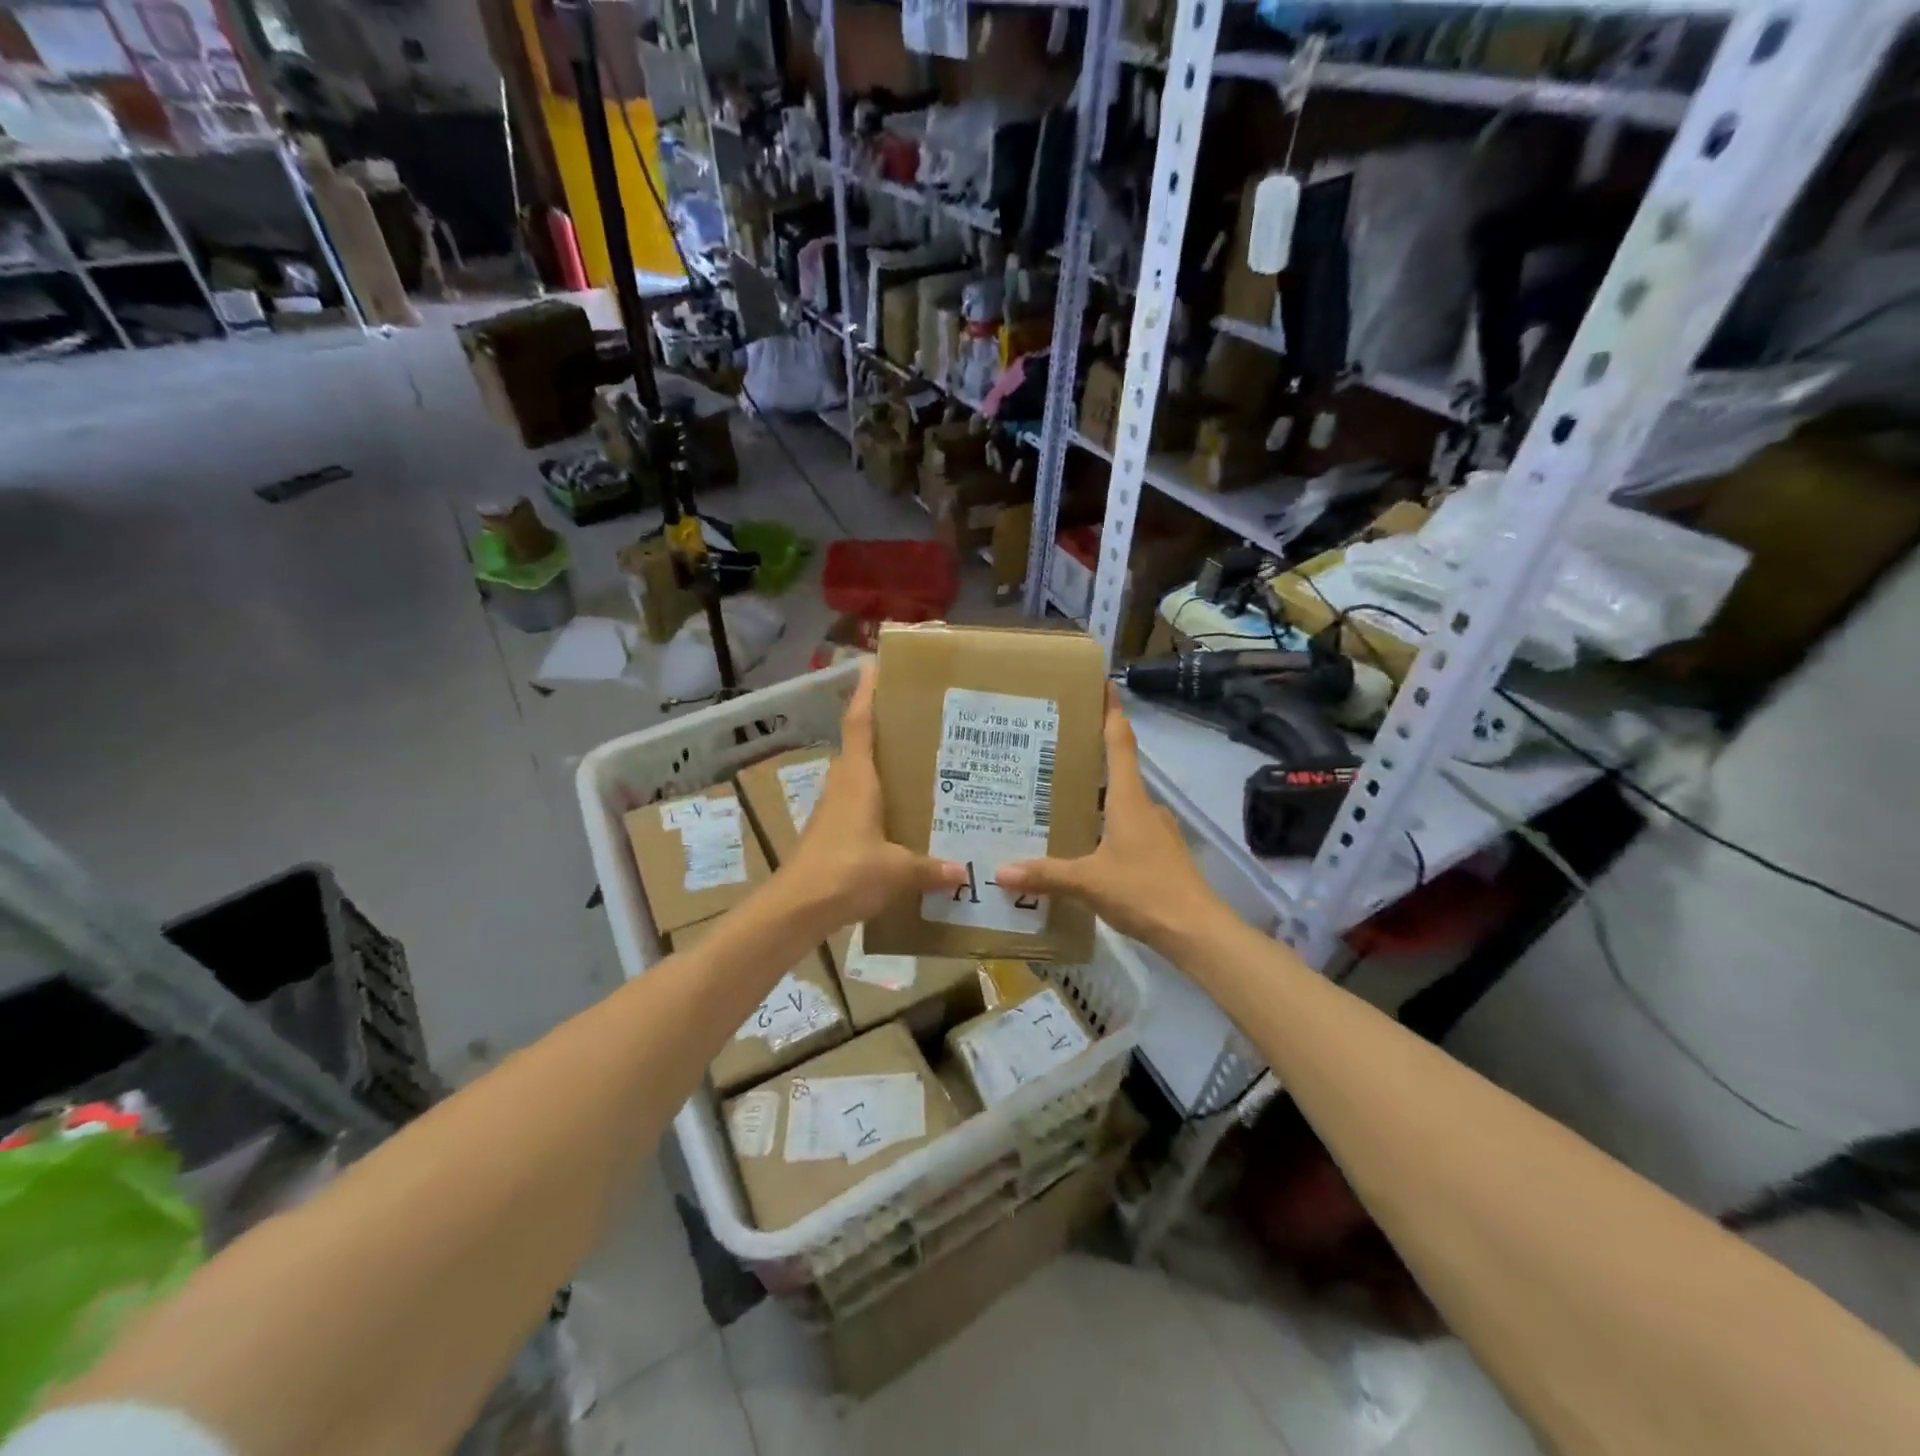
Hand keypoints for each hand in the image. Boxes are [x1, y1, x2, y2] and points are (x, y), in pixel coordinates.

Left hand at [777, 661, 966, 928]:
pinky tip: (903, 814)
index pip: (860, 723)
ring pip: (860, 775)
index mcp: (857, 779)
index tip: (875, 664)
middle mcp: (843, 785)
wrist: (796, 909)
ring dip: (882, 765)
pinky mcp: (832, 832)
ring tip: (920, 764)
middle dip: (885, 727)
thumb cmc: (846, 872)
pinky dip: (879, 798)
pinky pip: (859, 802)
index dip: (867, 693)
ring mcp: (833, 809)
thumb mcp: (897, 870)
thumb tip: (964, 872)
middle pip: (861, 744)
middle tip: (921, 719)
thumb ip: (931, 868)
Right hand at [995, 686, 1226, 953]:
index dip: (1111, 712)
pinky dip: (1106, 826)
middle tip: (1054, 751)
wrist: (1196, 930)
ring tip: (1060, 798)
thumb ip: (1046, 875)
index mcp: (1129, 800)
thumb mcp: (1088, 883)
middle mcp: (1145, 807)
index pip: (1120, 743)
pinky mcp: (1160, 854)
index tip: (1103, 684)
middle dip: (1091, 757)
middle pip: (1118, 770)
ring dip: (1096, 797)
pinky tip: (1084, 843)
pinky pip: (1127, 829)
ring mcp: (1157, 831)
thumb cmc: (1144, 891)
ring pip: (1122, 803)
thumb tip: (1000, 872)